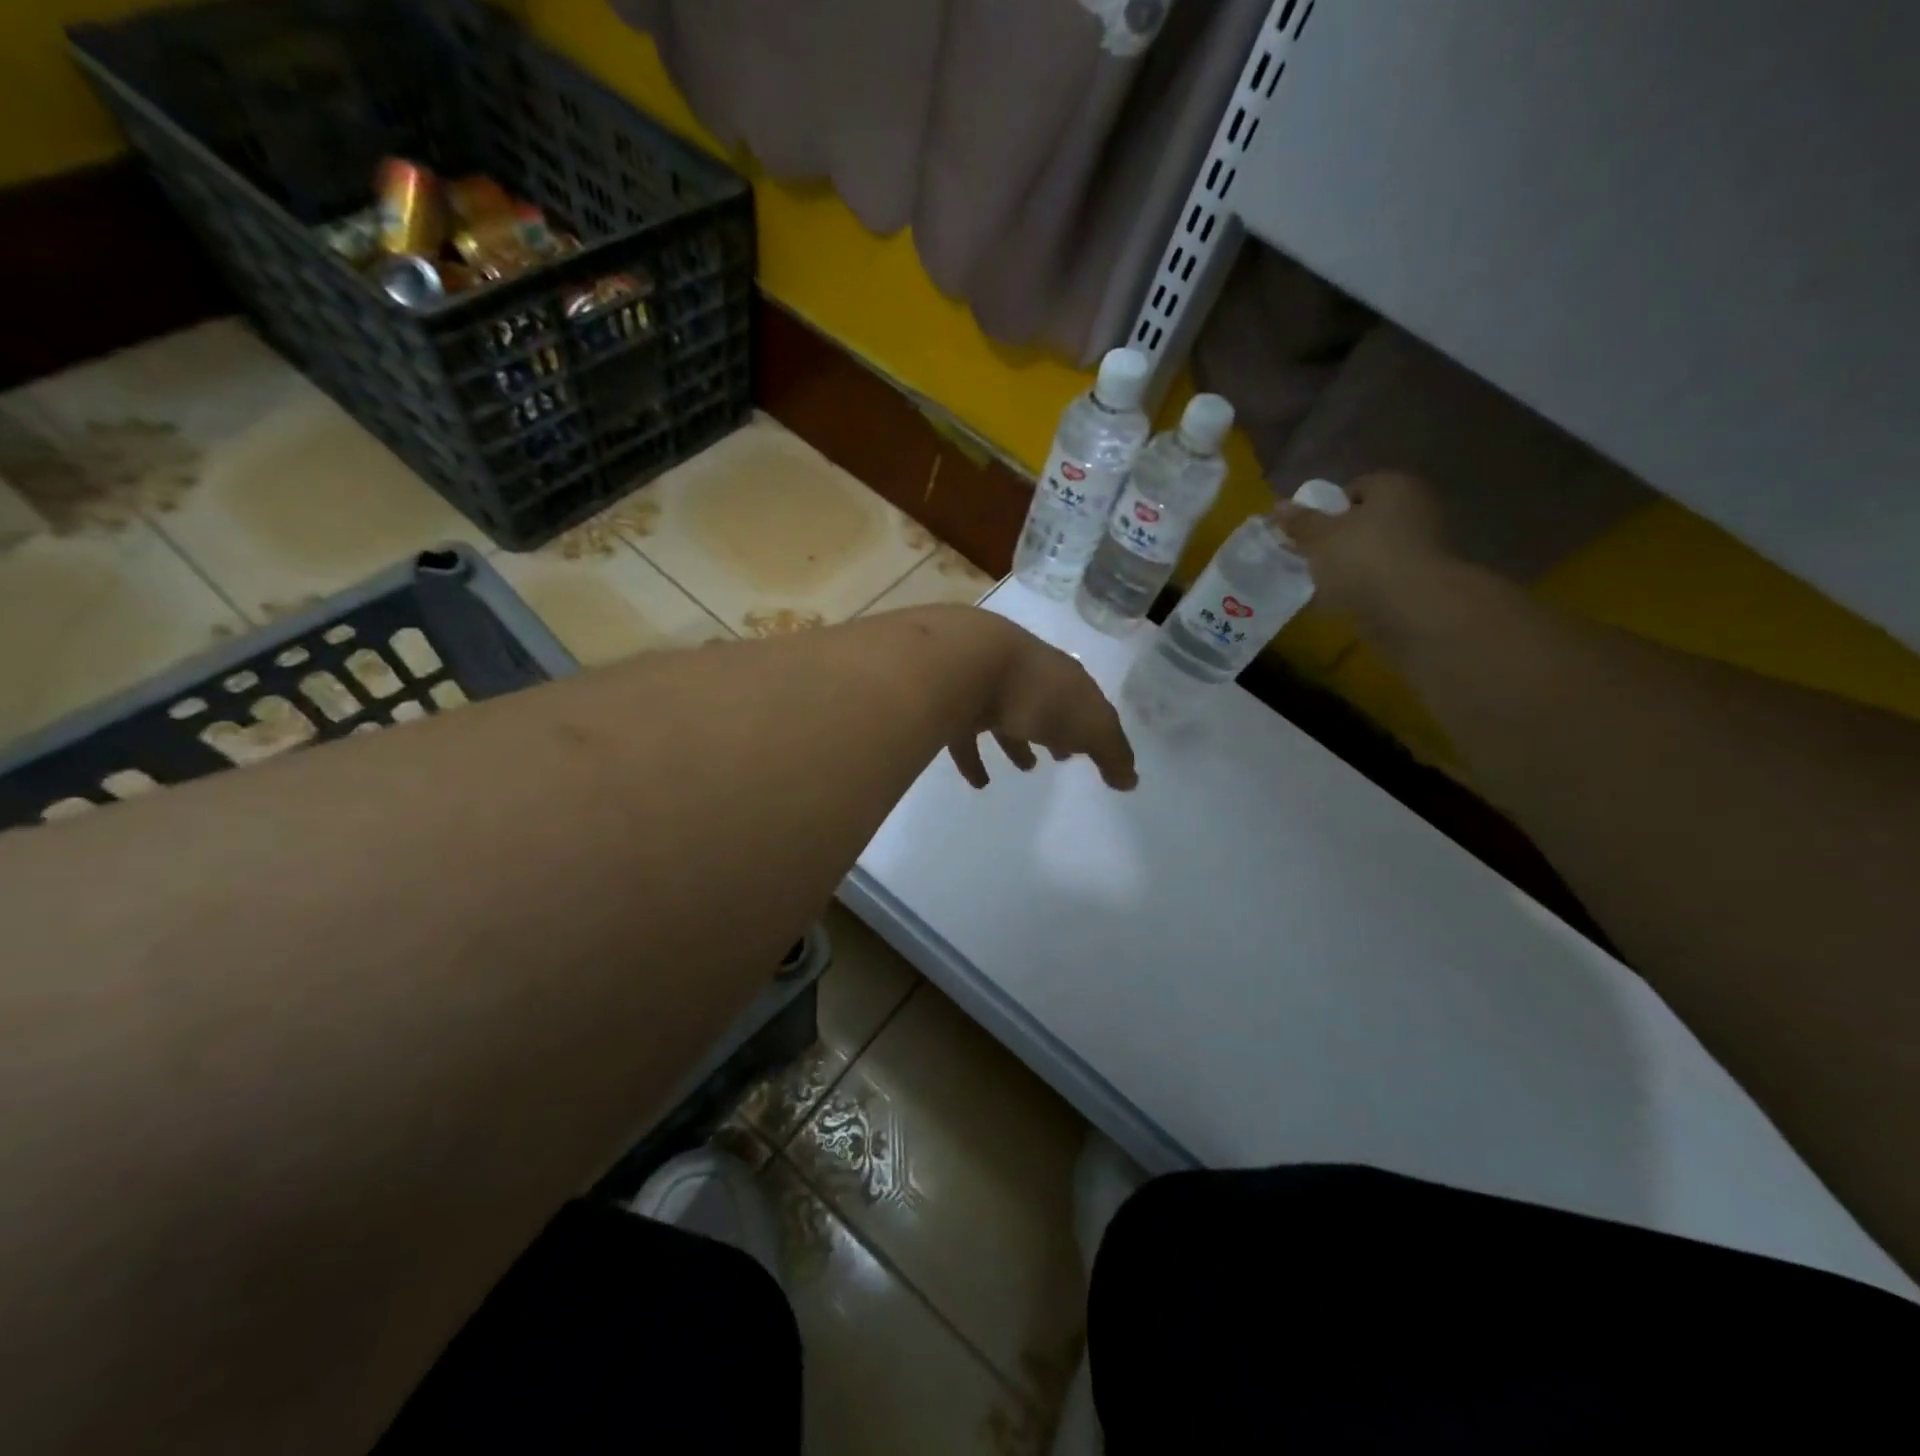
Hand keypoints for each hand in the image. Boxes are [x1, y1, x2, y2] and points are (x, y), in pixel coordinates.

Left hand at [946, 616, 1137, 791]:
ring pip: (1006, 717)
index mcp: (1061, 675)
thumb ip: (1111, 752)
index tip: (1092, 750)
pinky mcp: (952, 703)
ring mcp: (985, 686)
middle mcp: (1025, 676)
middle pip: (1044, 704)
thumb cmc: (1039, 694)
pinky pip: (965, 736)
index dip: (1091, 724)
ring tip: (1026, 768)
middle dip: (1055, 728)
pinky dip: (973, 759)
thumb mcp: (1089, 724)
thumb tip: (1131, 781)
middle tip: (1061, 757)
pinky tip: (979, 782)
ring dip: (1016, 742)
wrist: (967, 665)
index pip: (1083, 699)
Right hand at [1270, 471, 1457, 642]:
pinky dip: (1364, 584)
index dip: (1326, 510)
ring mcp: (1423, 543)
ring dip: (1349, 563)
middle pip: (1365, 519)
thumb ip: (1300, 522)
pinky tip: (1343, 599)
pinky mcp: (1422, 577)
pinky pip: (1383, 574)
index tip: (1308, 533)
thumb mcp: (1320, 537)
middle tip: (1311, 557)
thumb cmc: (1363, 558)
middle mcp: (1415, 507)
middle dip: (1337, 538)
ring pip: (1373, 549)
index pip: (1354, 489)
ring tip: (1323, 582)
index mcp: (1393, 486)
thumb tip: (1279, 505)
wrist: (1411, 607)